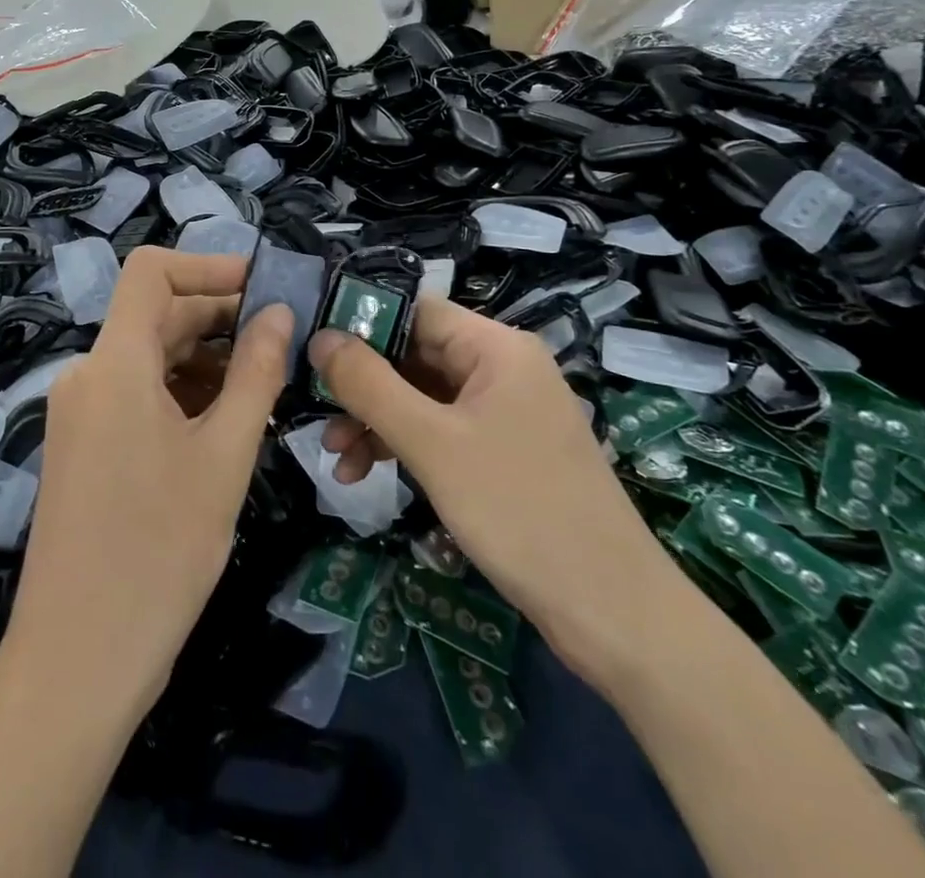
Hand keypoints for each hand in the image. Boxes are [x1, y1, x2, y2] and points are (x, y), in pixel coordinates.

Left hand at [2, 248, 293, 722]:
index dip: (208, 266)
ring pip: (148, 357)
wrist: (77, 661)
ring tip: (263, 385)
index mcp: (113, 363)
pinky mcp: (82, 446)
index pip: (151, 271)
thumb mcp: (225, 456)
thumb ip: (255, 374)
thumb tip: (279, 313)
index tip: (264, 288)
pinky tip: (224, 421)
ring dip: (204, 358)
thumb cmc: (160, 552)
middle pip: (155, 315)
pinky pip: (135, 394)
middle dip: (219, 318)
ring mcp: (80, 413)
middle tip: (283, 341)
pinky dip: (180, 392)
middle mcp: (88, 375)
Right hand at [308, 298, 691, 693]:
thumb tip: (320, 337)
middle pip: (415, 355)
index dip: (361, 325)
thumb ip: (369, 385)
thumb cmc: (519, 510)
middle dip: (363, 387)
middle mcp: (502, 368)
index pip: (414, 310)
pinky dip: (405, 446)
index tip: (312, 353)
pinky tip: (370, 475)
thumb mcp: (431, 443)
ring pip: (422, 397)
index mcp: (496, 347)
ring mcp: (505, 412)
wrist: (613, 613)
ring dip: (377, 422)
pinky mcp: (504, 452)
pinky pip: (441, 430)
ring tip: (338, 460)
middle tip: (318, 418)